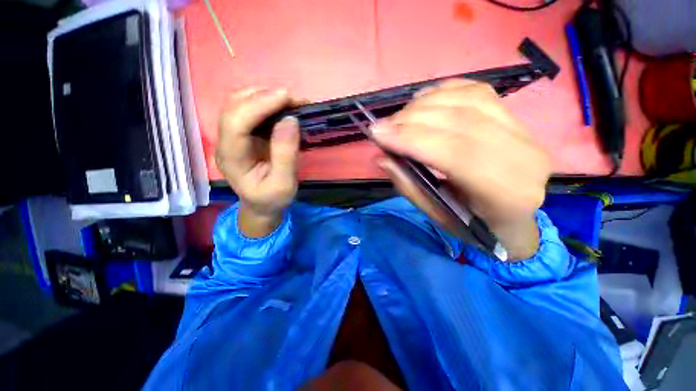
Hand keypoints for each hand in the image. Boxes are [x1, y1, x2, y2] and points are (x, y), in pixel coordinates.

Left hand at [216, 87, 302, 237]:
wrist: (259, 205)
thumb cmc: (270, 199)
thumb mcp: (284, 186)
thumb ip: (285, 155)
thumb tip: (290, 119)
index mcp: (231, 158)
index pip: (235, 123)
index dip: (258, 104)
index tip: (287, 97)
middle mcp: (225, 141)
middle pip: (233, 106)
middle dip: (263, 95)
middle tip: (293, 100)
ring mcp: (229, 133)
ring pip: (237, 100)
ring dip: (263, 94)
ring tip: (288, 102)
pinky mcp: (238, 128)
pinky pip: (245, 103)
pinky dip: (263, 97)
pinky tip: (280, 104)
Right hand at [373, 80, 551, 259]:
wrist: (520, 217)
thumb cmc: (482, 227)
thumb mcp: (444, 218)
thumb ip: (413, 187)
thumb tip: (382, 154)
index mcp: (510, 194)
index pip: (458, 153)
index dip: (414, 138)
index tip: (377, 133)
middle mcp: (524, 156)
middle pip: (464, 120)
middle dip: (415, 117)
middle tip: (385, 124)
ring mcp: (525, 132)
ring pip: (469, 99)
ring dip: (428, 102)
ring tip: (404, 115)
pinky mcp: (518, 117)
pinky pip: (477, 90)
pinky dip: (447, 90)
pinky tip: (428, 100)